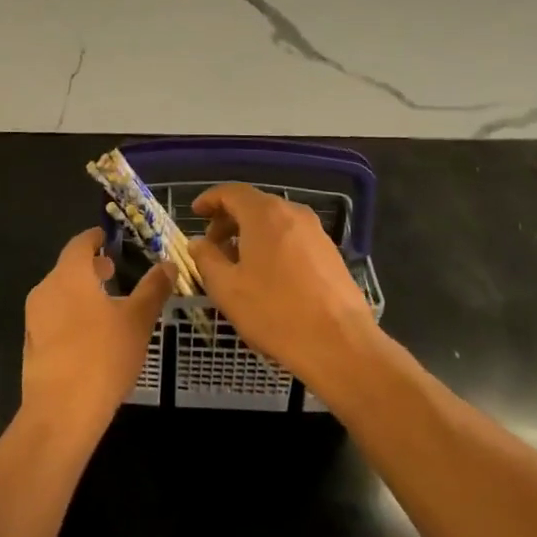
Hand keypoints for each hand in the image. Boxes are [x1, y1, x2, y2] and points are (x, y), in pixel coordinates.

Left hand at [21, 228, 173, 441]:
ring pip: (59, 294)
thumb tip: (168, 264)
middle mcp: (46, 290)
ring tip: (106, 307)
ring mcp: (34, 319)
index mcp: (69, 275)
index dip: (94, 238)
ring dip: (81, 293)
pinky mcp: (31, 347)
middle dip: (91, 268)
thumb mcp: (138, 321)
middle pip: (68, 269)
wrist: (60, 414)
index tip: (107, 238)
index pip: (79, 244)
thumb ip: (153, 289)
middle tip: (113, 272)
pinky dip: (71, 316)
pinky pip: (53, 319)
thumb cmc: (102, 357)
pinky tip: (90, 338)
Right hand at [189, 183, 381, 393]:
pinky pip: (292, 237)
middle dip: (229, 220)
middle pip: (254, 205)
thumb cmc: (276, 313)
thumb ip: (206, 259)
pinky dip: (273, 245)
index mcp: (264, 213)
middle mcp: (292, 212)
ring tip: (238, 264)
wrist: (341, 345)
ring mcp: (315, 231)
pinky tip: (268, 276)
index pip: (231, 192)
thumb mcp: (227, 289)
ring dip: (251, 234)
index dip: (210, 200)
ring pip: (274, 222)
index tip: (195, 213)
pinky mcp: (330, 252)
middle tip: (212, 245)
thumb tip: (198, 243)